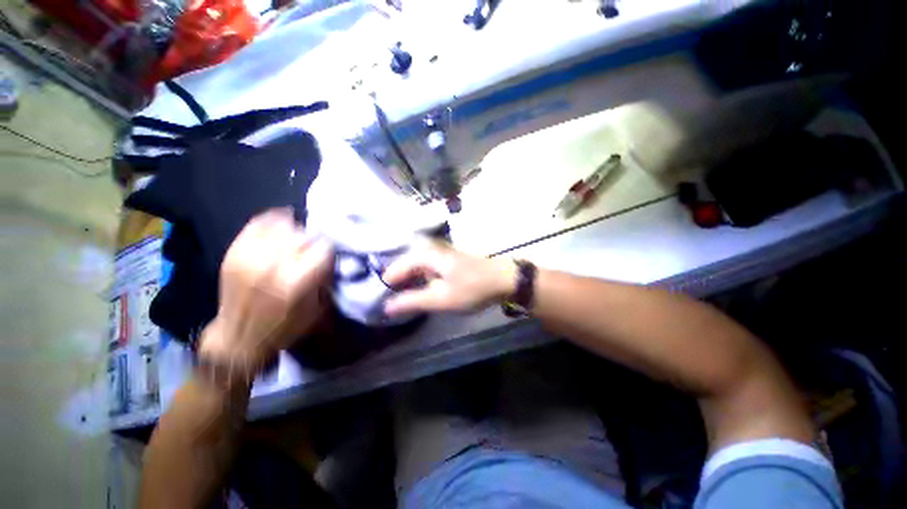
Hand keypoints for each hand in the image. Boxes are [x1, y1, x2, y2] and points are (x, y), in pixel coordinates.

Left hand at [200, 209, 333, 376]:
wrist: (238, 339)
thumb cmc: (284, 328)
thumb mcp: (317, 309)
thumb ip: (326, 279)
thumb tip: (331, 257)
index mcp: (297, 281)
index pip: (324, 247)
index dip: (330, 249)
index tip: (329, 255)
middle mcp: (274, 264)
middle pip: (304, 235)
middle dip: (313, 241)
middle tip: (314, 250)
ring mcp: (251, 256)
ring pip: (282, 227)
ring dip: (295, 232)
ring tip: (297, 239)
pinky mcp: (235, 253)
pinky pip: (257, 225)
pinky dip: (272, 221)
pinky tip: (281, 223)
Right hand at [382, 238, 516, 315]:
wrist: (504, 279)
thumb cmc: (472, 288)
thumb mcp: (440, 298)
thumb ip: (412, 301)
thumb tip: (386, 307)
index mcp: (425, 254)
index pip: (395, 268)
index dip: (386, 285)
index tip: (379, 301)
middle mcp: (430, 249)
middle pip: (405, 265)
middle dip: (397, 283)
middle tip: (390, 302)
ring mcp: (440, 253)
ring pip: (416, 267)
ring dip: (409, 283)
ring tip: (402, 299)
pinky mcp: (448, 260)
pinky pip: (427, 269)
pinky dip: (421, 280)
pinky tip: (421, 291)